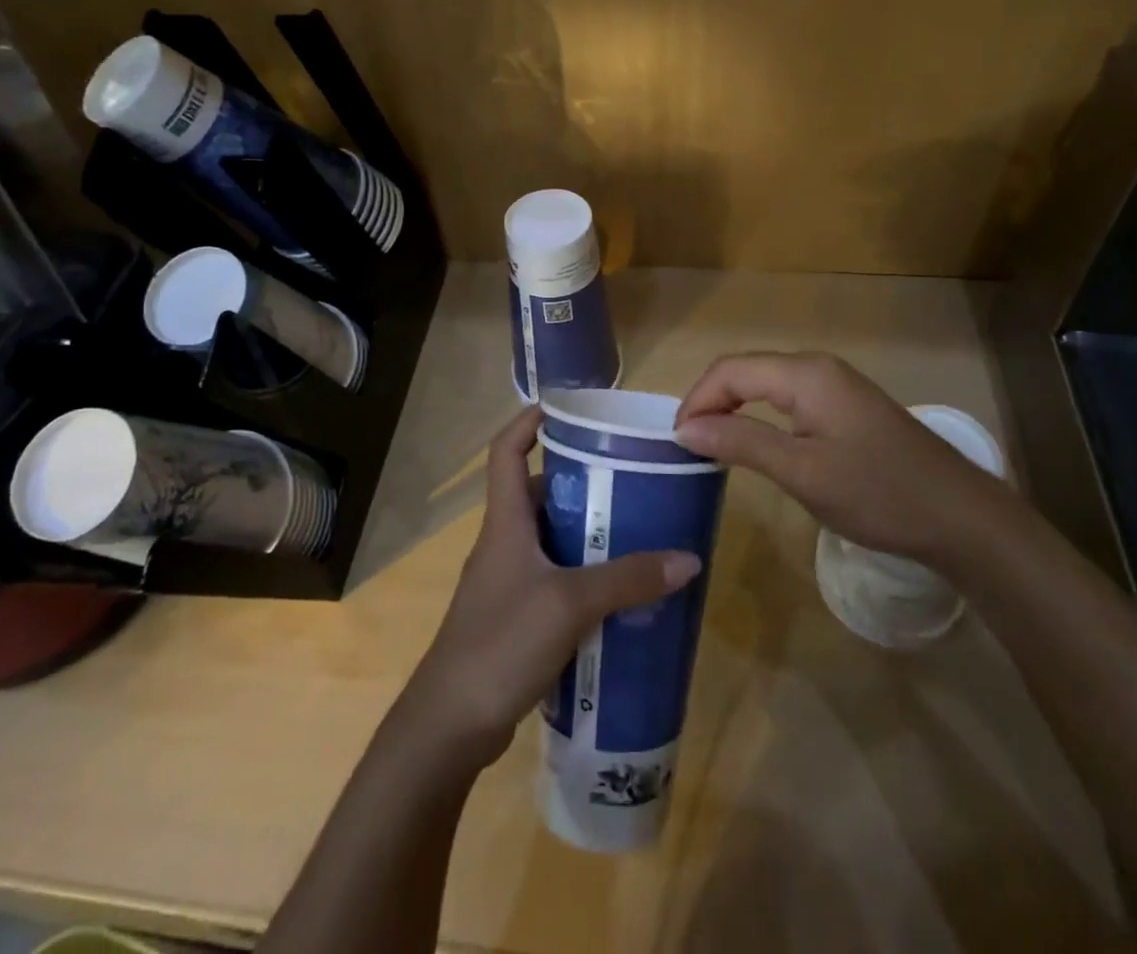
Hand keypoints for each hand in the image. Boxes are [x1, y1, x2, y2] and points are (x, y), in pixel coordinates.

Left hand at [400, 407, 701, 769]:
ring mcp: (508, 582)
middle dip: (583, 482)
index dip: (529, 421)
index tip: (568, 409)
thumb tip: (688, 558)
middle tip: (631, 480)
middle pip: (541, 493)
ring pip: (552, 540)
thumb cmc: (500, 644)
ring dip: (588, 534)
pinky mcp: (516, 618)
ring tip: (637, 532)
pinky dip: (585, 576)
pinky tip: (619, 594)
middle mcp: (504, 543)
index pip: (507, 451)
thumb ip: (628, 580)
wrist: (449, 726)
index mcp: (505, 522)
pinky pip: (556, 580)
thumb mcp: (569, 605)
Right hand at [673, 352, 1009, 561]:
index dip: (696, 399)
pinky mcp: (847, 406)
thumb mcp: (802, 472)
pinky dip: (761, 415)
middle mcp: (818, 367)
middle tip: (688, 444)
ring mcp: (836, 384)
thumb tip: (685, 427)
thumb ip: (741, 442)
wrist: (961, 518)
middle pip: (746, 371)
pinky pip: (789, 398)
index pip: (730, 370)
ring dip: (734, 408)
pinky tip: (756, 443)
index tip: (675, 440)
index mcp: (805, 373)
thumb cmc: (878, 494)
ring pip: (767, 383)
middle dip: (711, 401)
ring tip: (712, 445)